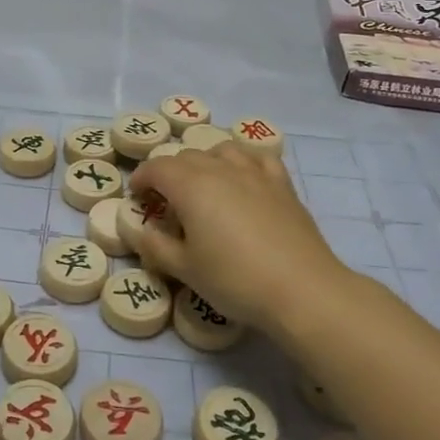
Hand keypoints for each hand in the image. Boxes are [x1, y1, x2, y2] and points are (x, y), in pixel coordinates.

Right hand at [129, 144, 349, 335]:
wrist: (302, 289)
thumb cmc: (235, 280)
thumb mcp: (185, 269)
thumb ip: (156, 246)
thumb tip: (140, 231)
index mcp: (191, 186)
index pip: (157, 168)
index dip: (142, 178)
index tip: (137, 195)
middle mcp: (221, 169)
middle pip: (187, 156)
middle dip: (170, 172)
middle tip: (166, 200)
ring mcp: (255, 173)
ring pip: (222, 150)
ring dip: (206, 161)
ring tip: (204, 184)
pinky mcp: (282, 184)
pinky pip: (258, 158)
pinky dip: (243, 161)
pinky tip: (244, 178)